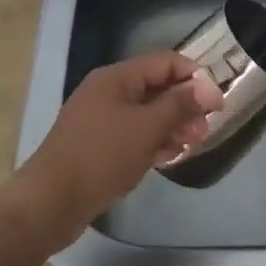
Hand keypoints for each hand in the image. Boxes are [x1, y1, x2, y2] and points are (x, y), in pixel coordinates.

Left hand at [13, 52, 220, 247]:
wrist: (49, 203)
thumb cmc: (100, 157)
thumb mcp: (146, 128)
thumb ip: (179, 105)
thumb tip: (207, 88)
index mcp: (117, 78)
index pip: (165, 62)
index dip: (194, 77)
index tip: (216, 101)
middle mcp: (109, 92)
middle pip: (157, 88)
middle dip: (185, 105)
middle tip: (205, 128)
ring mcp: (101, 120)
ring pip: (147, 114)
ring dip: (172, 125)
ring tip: (192, 144)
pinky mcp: (98, 146)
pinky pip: (134, 135)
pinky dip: (154, 141)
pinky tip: (170, 156)